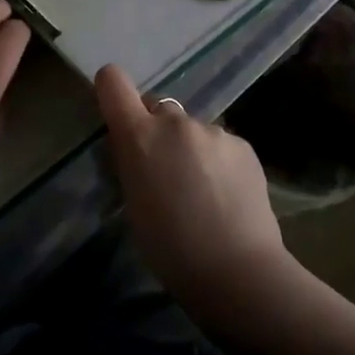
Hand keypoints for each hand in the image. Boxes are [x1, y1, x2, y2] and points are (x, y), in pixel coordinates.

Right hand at [94, 65, 291, 320]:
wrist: (236, 271)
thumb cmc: (170, 248)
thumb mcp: (133, 205)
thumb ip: (132, 165)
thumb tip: (135, 152)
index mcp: (139, 135)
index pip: (113, 83)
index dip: (112, 89)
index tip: (116, 109)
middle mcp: (174, 122)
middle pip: (158, 109)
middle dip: (157, 131)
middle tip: (165, 171)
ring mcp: (212, 130)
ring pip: (192, 130)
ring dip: (191, 149)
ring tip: (203, 192)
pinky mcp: (243, 144)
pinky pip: (220, 145)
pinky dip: (218, 162)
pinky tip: (227, 196)